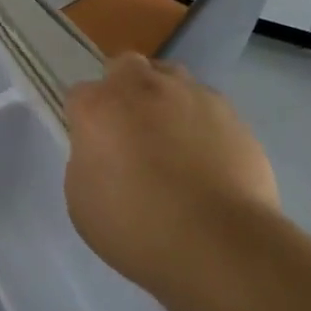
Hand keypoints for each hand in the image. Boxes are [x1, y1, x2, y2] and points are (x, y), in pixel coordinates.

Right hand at [65, 54, 279, 295]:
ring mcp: (192, 95)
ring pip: (170, 78)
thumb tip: (102, 152)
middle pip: (125, 67)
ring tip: (172, 140)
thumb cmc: (136, 228)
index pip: (79, 95)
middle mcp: (143, 87)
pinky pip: (207, 106)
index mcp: (99, 107)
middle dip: (123, 90)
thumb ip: (86, 162)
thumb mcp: (82, 201)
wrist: (220, 244)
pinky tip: (207, 158)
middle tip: (129, 131)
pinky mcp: (232, 114)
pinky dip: (201, 123)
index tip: (92, 146)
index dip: (84, 120)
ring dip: (164, 98)